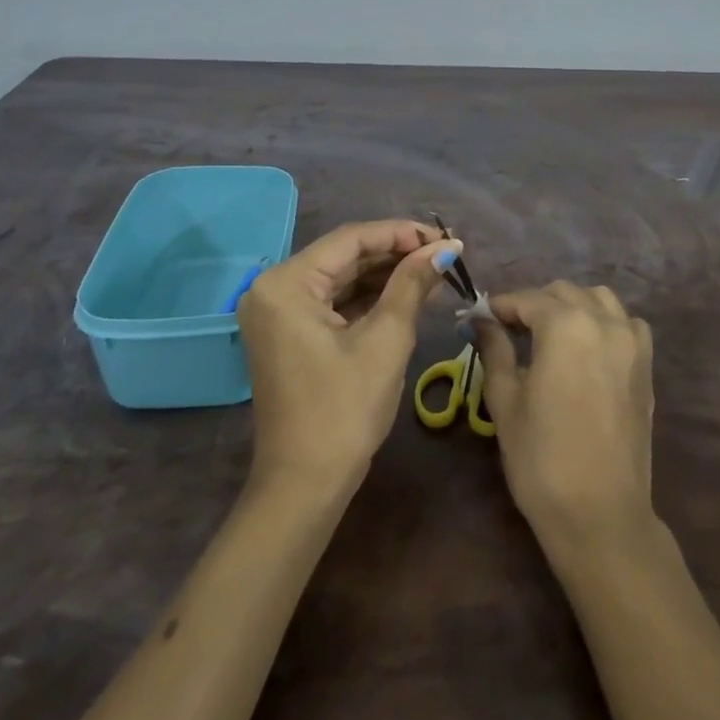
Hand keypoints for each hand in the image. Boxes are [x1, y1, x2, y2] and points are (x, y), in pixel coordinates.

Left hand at [237, 219, 458, 494]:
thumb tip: (446, 248)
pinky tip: (406, 293)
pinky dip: (368, 297)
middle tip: (445, 254)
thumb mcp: (385, 340)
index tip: (446, 238)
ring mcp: (278, 312)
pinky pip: (332, 301)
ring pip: (341, 278)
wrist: (305, 486)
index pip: (351, 239)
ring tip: (434, 270)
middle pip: (344, 256)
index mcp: (286, 283)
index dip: (401, 233)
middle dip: (396, 253)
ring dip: (386, 274)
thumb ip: (412, 284)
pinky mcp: (288, 333)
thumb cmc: (344, 410)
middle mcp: (273, 288)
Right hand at [473, 282, 655, 548]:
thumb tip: (483, 321)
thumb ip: (495, 350)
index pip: (527, 299)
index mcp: (565, 325)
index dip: (501, 306)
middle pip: (564, 292)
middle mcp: (603, 321)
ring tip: (550, 333)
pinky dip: (606, 322)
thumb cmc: (542, 457)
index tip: (481, 317)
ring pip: (599, 299)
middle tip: (509, 329)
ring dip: (572, 306)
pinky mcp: (646, 366)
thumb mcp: (505, 401)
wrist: (600, 514)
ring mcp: (631, 342)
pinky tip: (589, 347)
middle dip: (534, 303)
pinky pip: (627, 324)